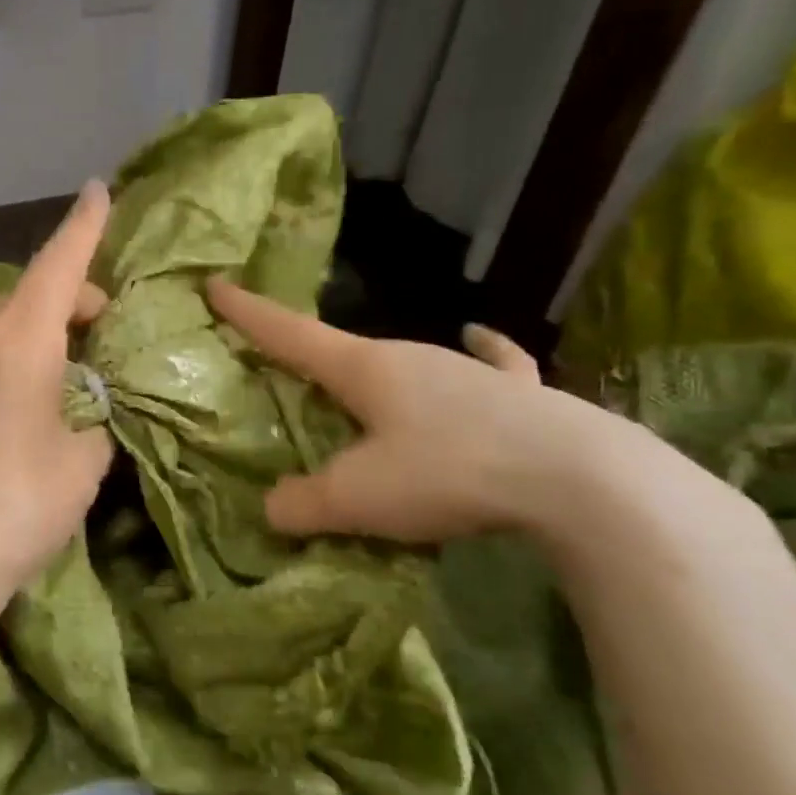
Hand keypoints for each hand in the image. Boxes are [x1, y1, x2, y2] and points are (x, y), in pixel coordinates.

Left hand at [0, 183, 115, 607]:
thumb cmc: (20, 506)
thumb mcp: (83, 464)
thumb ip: (93, 422)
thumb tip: (83, 413)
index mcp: (20, 339)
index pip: (60, 263)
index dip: (84, 225)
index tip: (97, 189)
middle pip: (22, 298)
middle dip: (60, 307)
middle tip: (88, 341)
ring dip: (11, 335)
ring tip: (26, 377)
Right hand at [207, 277, 585, 542]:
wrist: (579, 478)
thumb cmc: (448, 471)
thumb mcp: (358, 498)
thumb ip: (304, 504)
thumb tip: (274, 509)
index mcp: (364, 368)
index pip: (289, 334)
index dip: (248, 314)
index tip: (215, 285)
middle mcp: (410, 356)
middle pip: (343, 350)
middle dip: (307, 353)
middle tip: (282, 365)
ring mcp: (467, 371)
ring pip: (406, 363)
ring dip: (374, 371)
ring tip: (358, 384)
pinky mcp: (517, 394)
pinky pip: (492, 366)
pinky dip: (483, 354)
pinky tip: (481, 340)